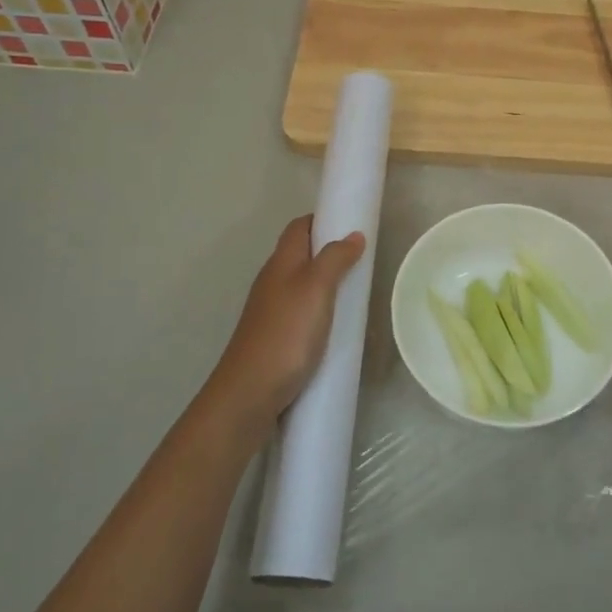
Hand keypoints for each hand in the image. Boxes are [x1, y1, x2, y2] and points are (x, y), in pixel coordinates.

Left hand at [197, 215, 364, 448]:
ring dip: (326, 282)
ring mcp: (271, 311)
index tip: (352, 223)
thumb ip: (335, 259)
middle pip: (300, 254)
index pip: (299, 227)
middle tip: (362, 260)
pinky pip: (301, 311)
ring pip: (301, 284)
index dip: (323, 219)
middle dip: (329, 251)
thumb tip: (353, 235)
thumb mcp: (316, 289)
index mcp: (281, 263)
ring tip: (355, 291)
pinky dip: (320, 310)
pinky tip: (336, 325)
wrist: (249, 393)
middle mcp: (273, 281)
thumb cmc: (286, 333)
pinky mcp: (276, 337)